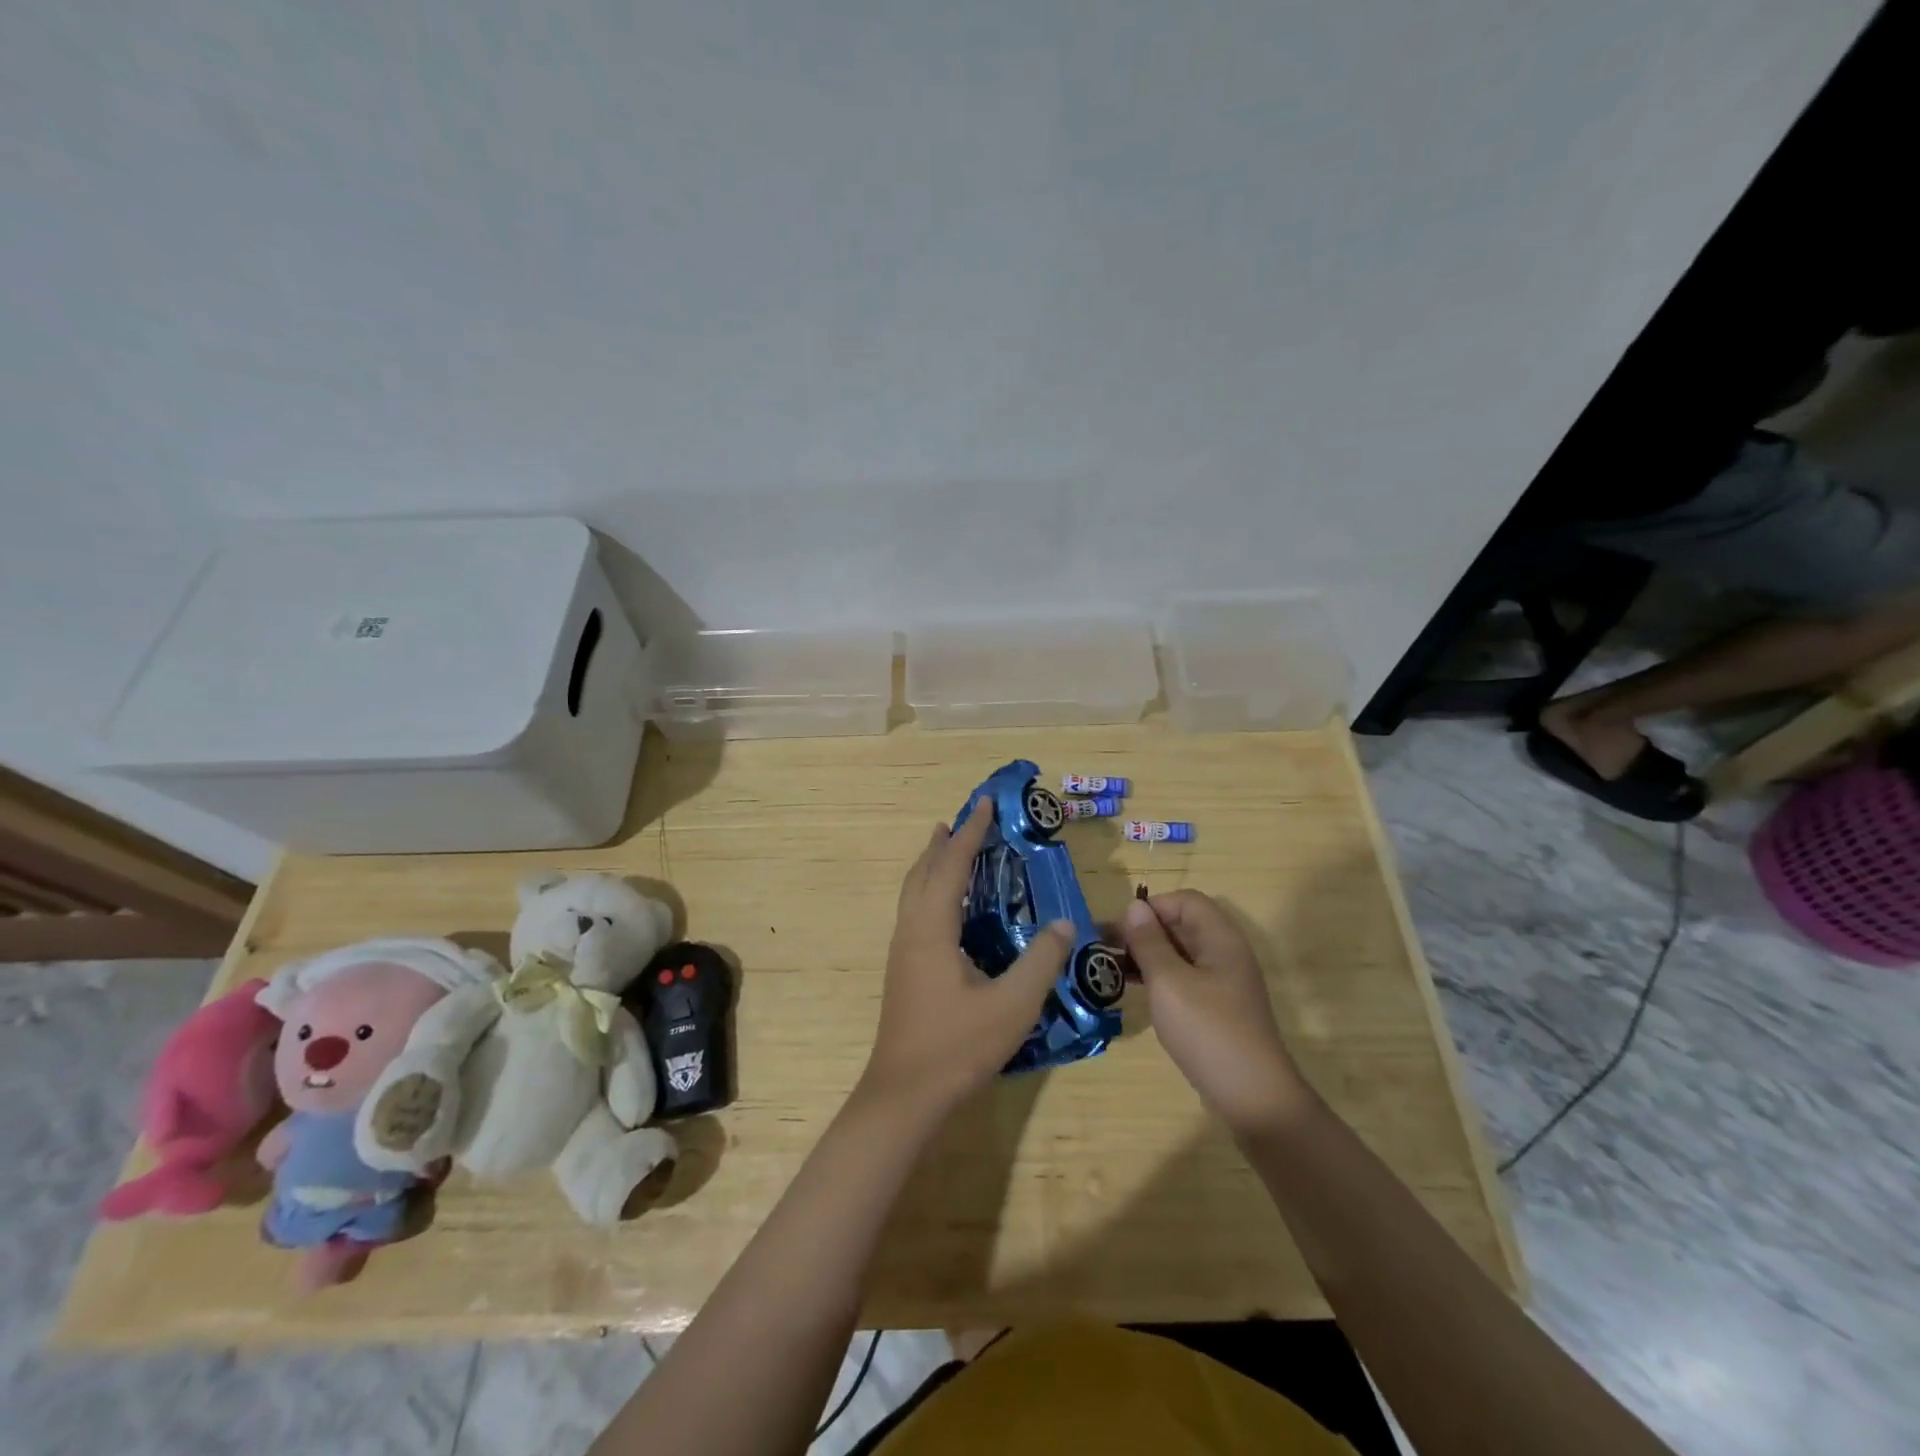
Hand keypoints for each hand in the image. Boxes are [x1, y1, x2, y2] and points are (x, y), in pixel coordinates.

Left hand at [859, 798, 1073, 1119]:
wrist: (905, 1096)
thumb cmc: (957, 1046)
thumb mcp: (1012, 1005)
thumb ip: (1041, 961)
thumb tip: (1064, 923)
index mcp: (933, 928)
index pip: (952, 865)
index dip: (970, 832)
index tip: (984, 802)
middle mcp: (911, 931)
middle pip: (923, 871)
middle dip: (944, 842)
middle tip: (965, 820)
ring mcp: (903, 951)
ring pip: (914, 892)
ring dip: (933, 865)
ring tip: (952, 850)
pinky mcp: (903, 970)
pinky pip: (916, 911)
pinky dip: (931, 890)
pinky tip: (950, 909)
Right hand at [1121, 891, 1306, 1137]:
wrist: (1253, 1098)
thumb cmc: (1208, 1031)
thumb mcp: (1170, 983)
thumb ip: (1150, 942)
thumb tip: (1134, 907)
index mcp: (1221, 939)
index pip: (1185, 901)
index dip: (1151, 907)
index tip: (1119, 928)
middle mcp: (1225, 954)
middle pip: (1181, 925)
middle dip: (1143, 931)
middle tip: (1104, 947)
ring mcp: (1222, 983)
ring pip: (1179, 953)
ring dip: (1146, 955)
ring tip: (1111, 967)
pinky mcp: (1216, 1008)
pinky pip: (1183, 978)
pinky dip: (1158, 977)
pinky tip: (1134, 989)